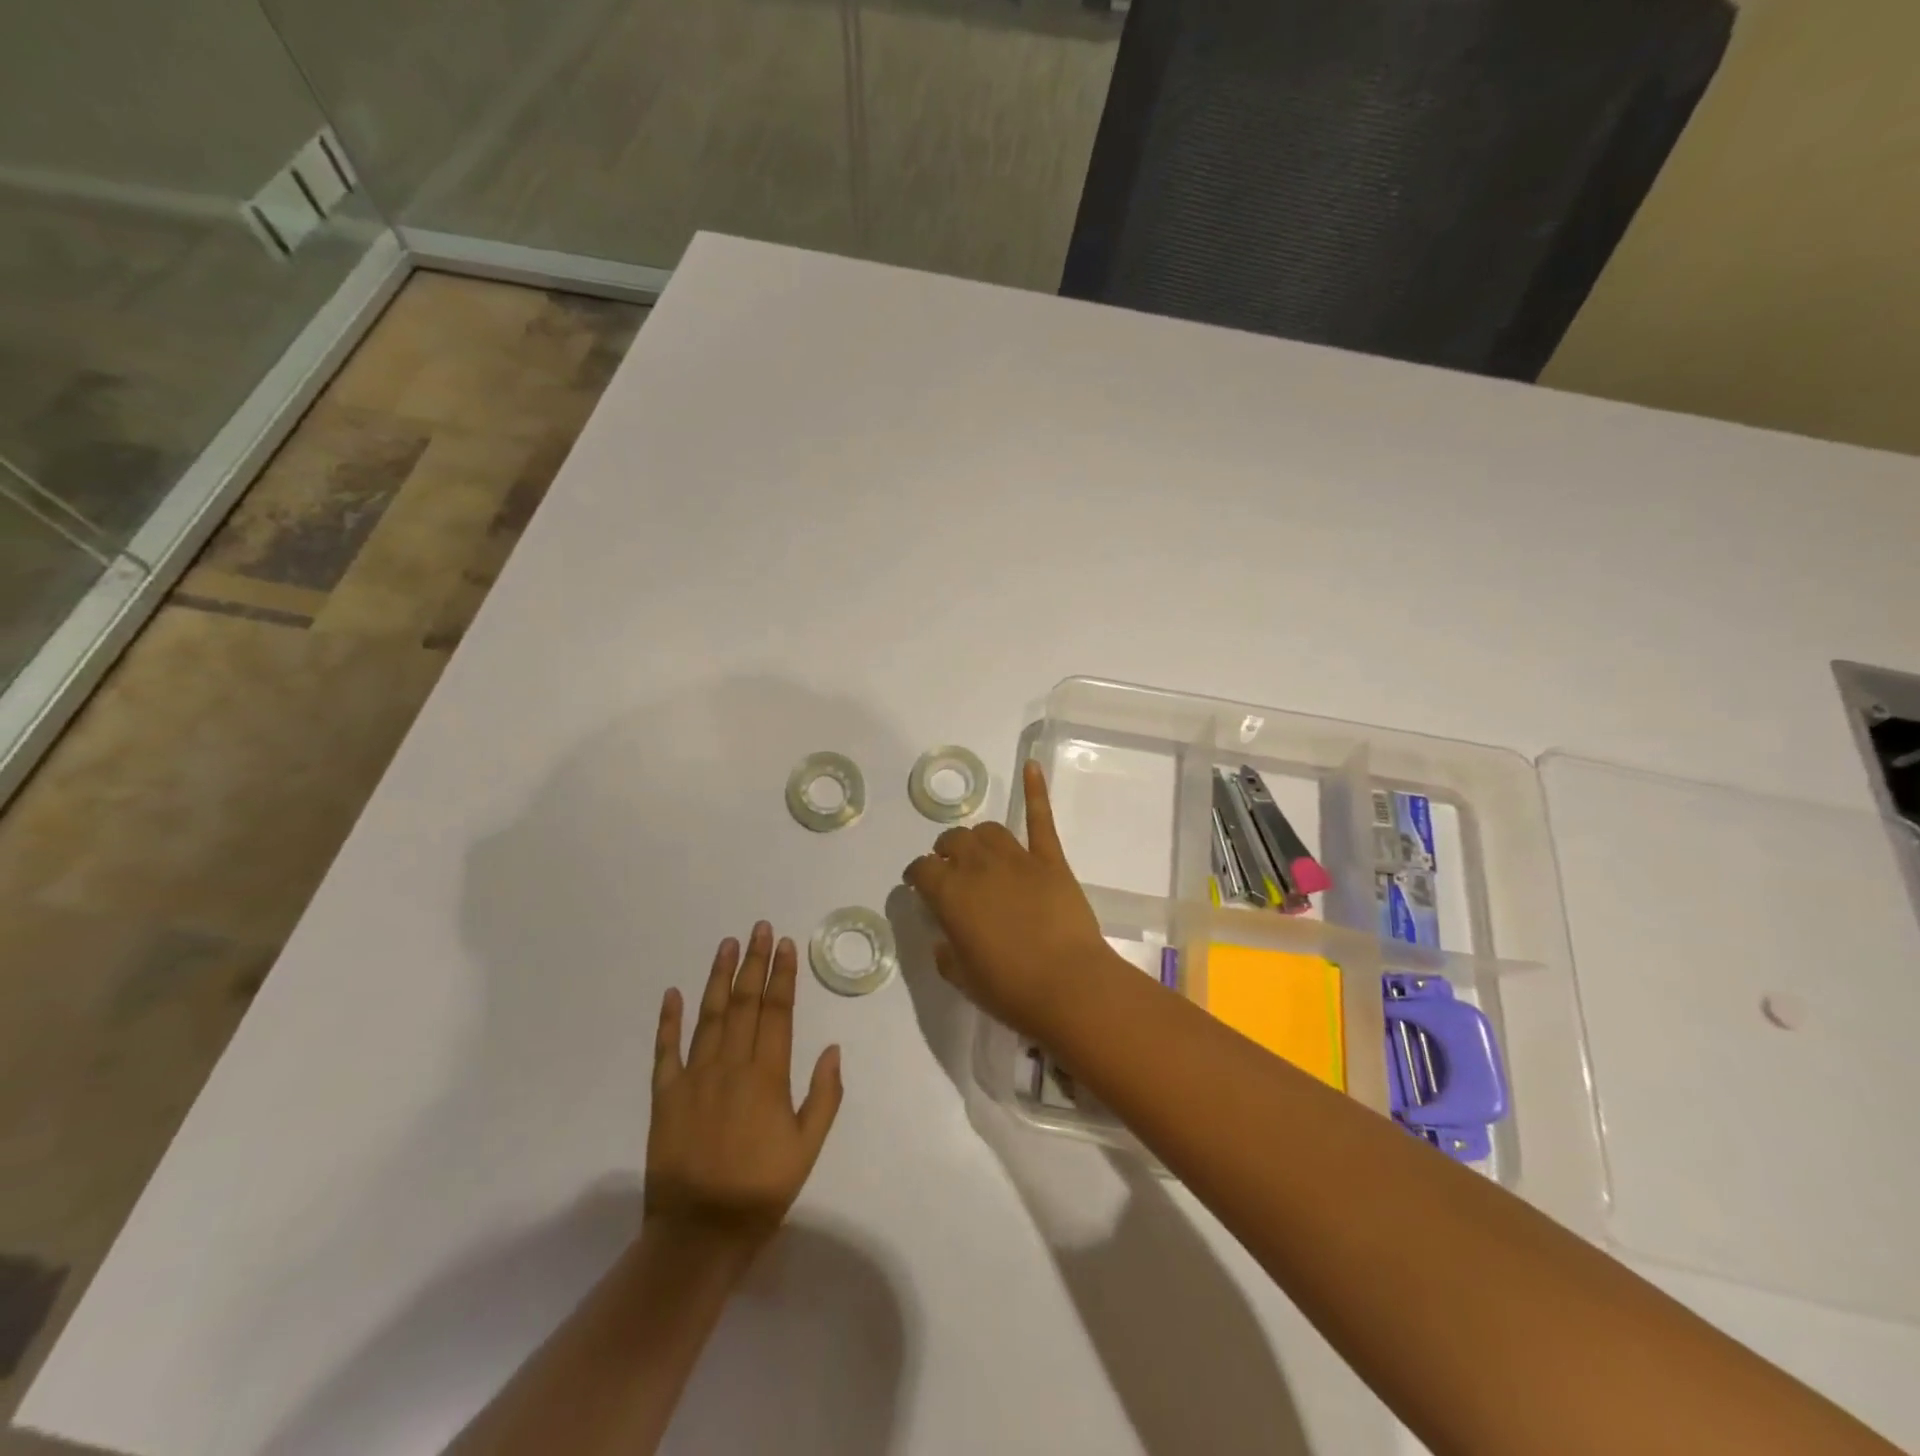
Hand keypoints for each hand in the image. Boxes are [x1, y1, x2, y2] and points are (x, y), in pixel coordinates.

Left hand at [646, 923, 842, 1253]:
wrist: (699, 1235)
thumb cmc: (761, 1190)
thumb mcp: (807, 1148)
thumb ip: (823, 1096)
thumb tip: (833, 1049)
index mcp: (767, 1076)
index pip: (777, 1012)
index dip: (781, 975)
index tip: (784, 945)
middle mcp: (731, 1066)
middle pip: (744, 1003)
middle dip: (754, 963)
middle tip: (758, 928)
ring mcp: (694, 1077)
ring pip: (709, 1016)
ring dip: (719, 977)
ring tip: (727, 945)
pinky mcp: (665, 1096)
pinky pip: (666, 1051)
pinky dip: (669, 1021)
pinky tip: (673, 993)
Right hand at [904, 760, 1124, 1038]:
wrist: (1069, 985)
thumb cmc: (1010, 988)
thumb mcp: (963, 978)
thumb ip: (946, 952)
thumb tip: (943, 938)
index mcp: (950, 894)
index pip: (921, 870)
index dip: (916, 875)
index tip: (917, 884)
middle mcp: (978, 866)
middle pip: (953, 842)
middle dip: (945, 851)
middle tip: (949, 867)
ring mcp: (1017, 858)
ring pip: (988, 830)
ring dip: (977, 837)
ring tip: (978, 848)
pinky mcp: (1050, 860)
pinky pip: (1040, 819)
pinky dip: (1035, 790)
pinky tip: (1031, 765)